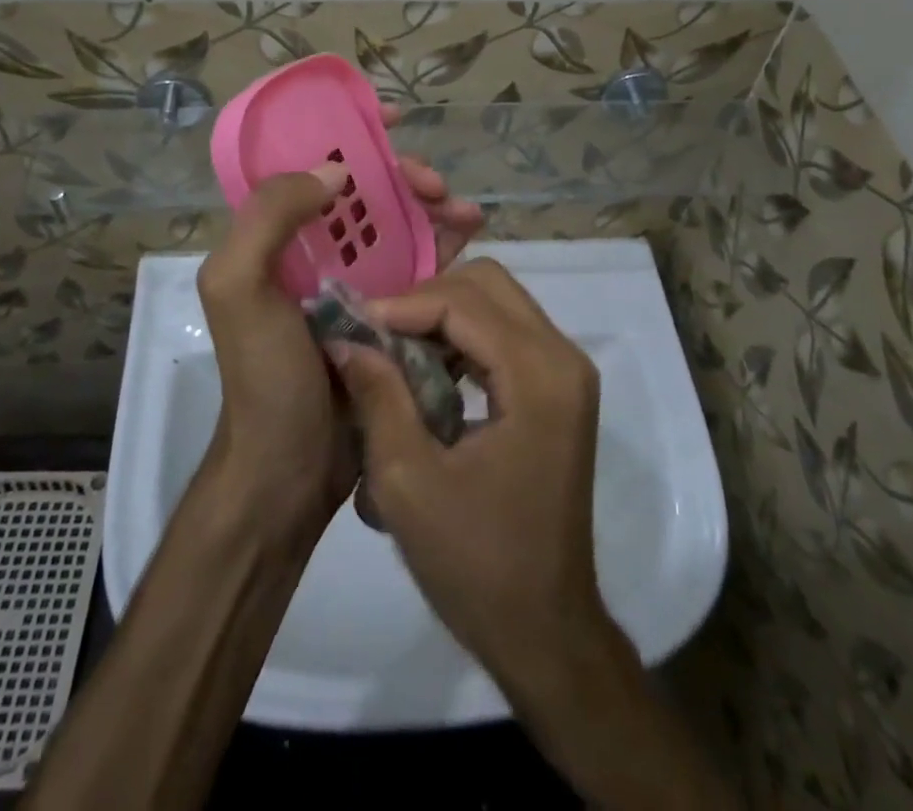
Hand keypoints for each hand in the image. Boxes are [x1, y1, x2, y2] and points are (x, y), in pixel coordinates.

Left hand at [196, 126, 483, 538]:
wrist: (290, 469)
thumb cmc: (265, 376)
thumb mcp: (239, 288)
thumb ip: (269, 217)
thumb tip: (336, 171)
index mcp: (273, 236)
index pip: (307, 162)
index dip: (347, 131)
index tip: (391, 118)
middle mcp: (312, 250)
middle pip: (365, 191)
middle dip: (404, 176)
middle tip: (437, 187)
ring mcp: (353, 282)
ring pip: (399, 224)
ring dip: (434, 208)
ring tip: (468, 213)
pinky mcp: (387, 313)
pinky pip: (421, 267)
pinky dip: (448, 247)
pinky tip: (473, 239)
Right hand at [328, 259, 607, 689]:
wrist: (545, 630)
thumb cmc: (476, 564)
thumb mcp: (407, 482)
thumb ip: (378, 396)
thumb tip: (345, 337)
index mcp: (539, 378)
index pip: (464, 302)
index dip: (402, 304)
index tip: (352, 323)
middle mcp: (563, 359)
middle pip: (488, 283)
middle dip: (425, 298)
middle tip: (376, 332)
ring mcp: (567, 372)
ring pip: (498, 301)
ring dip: (442, 314)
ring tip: (392, 348)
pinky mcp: (559, 389)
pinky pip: (506, 332)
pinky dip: (462, 336)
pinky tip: (426, 369)